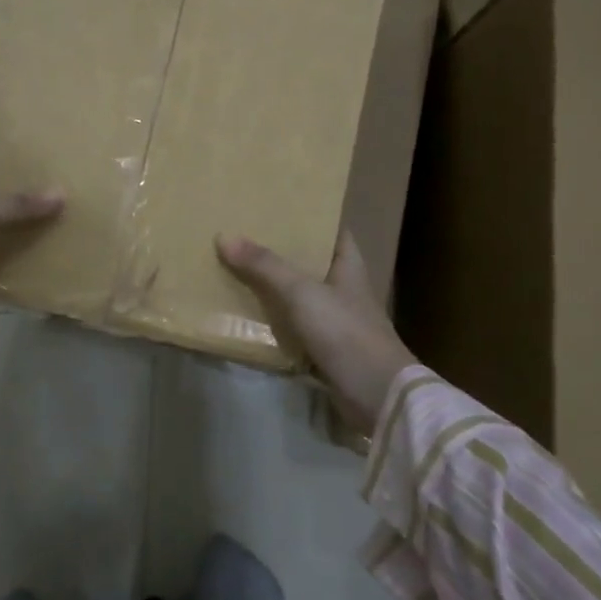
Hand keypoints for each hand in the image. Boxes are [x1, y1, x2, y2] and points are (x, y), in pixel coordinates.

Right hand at [216, 231, 416, 434]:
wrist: (376, 395)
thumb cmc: (345, 332)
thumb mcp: (302, 293)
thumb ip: (265, 266)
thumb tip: (224, 237)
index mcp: (348, 264)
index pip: (331, 228)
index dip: (308, 215)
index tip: (275, 204)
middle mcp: (342, 287)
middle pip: (308, 260)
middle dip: (278, 249)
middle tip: (241, 233)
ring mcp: (334, 319)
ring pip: (296, 294)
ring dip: (270, 285)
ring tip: (233, 266)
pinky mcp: (323, 348)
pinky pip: (291, 325)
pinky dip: (271, 319)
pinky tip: (243, 312)